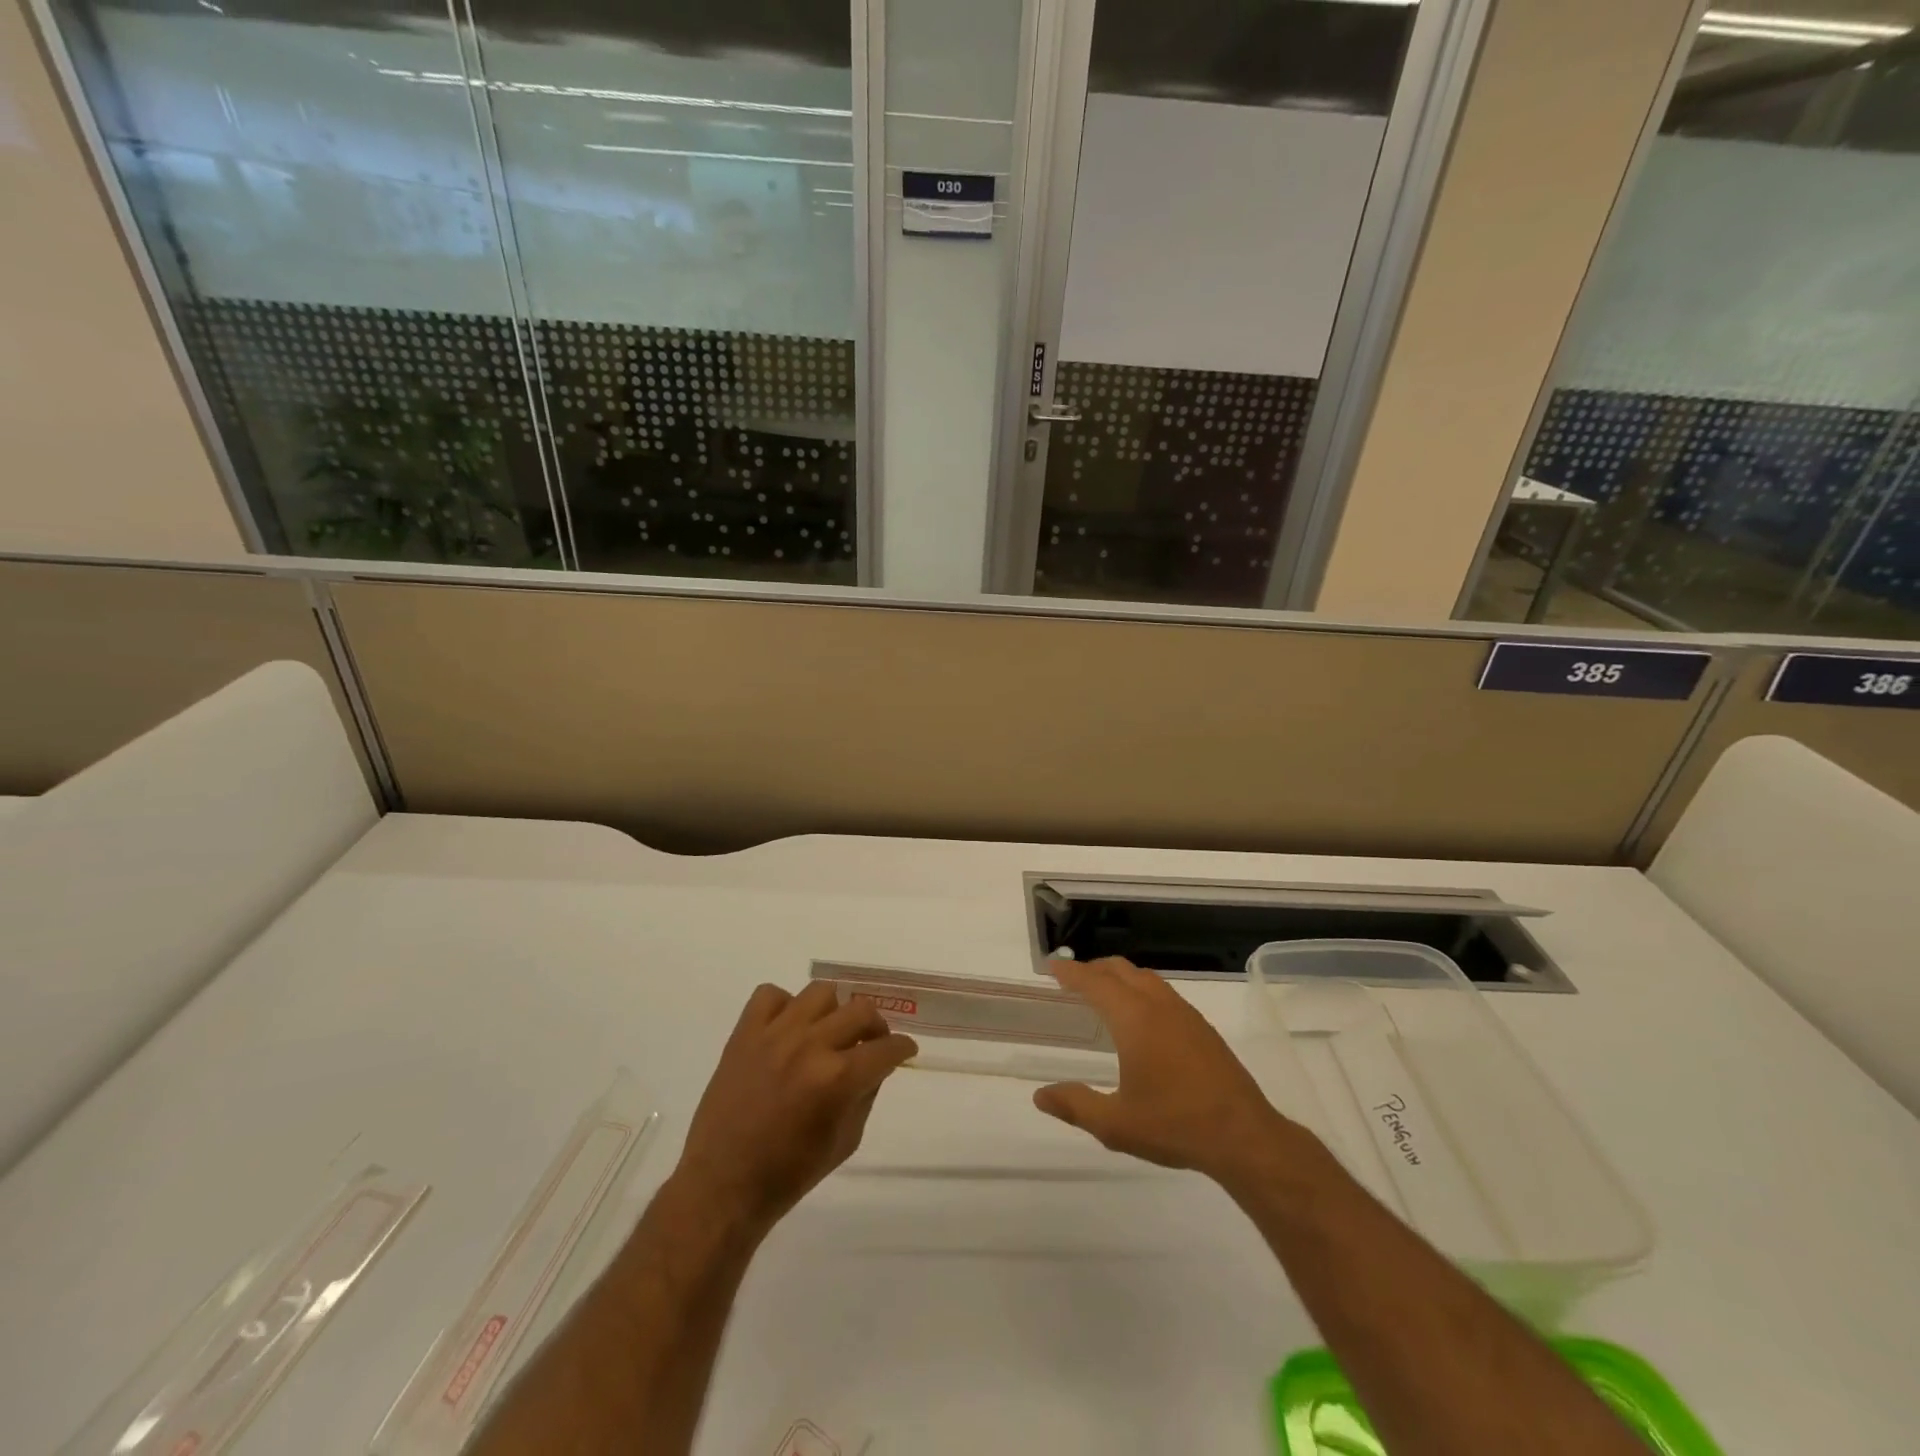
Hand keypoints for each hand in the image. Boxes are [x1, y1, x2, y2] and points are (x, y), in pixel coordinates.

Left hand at [674, 981, 917, 1232]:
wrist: (722, 1186)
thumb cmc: (789, 1174)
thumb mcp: (845, 1141)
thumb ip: (865, 1094)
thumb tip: (875, 1065)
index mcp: (838, 1079)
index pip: (886, 1048)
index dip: (902, 1049)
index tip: (903, 1051)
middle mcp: (810, 1046)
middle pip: (860, 1010)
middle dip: (875, 1028)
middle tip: (870, 1044)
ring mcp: (775, 1034)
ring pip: (821, 992)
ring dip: (833, 1011)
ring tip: (827, 1032)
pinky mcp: (744, 1033)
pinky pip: (770, 995)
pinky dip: (784, 1006)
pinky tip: (786, 1030)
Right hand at [1034, 957, 1302, 1189]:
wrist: (1244, 1137)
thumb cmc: (1174, 1125)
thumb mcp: (1115, 1125)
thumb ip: (1075, 1105)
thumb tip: (1041, 1096)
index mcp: (1134, 1019)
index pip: (1095, 982)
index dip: (1071, 973)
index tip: (1052, 968)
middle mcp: (1158, 1006)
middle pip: (1121, 970)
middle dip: (1094, 969)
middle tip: (1073, 980)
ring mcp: (1185, 1014)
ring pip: (1146, 978)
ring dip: (1121, 977)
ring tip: (1105, 994)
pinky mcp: (1203, 1028)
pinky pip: (1164, 993)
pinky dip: (1142, 990)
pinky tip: (1142, 1018)